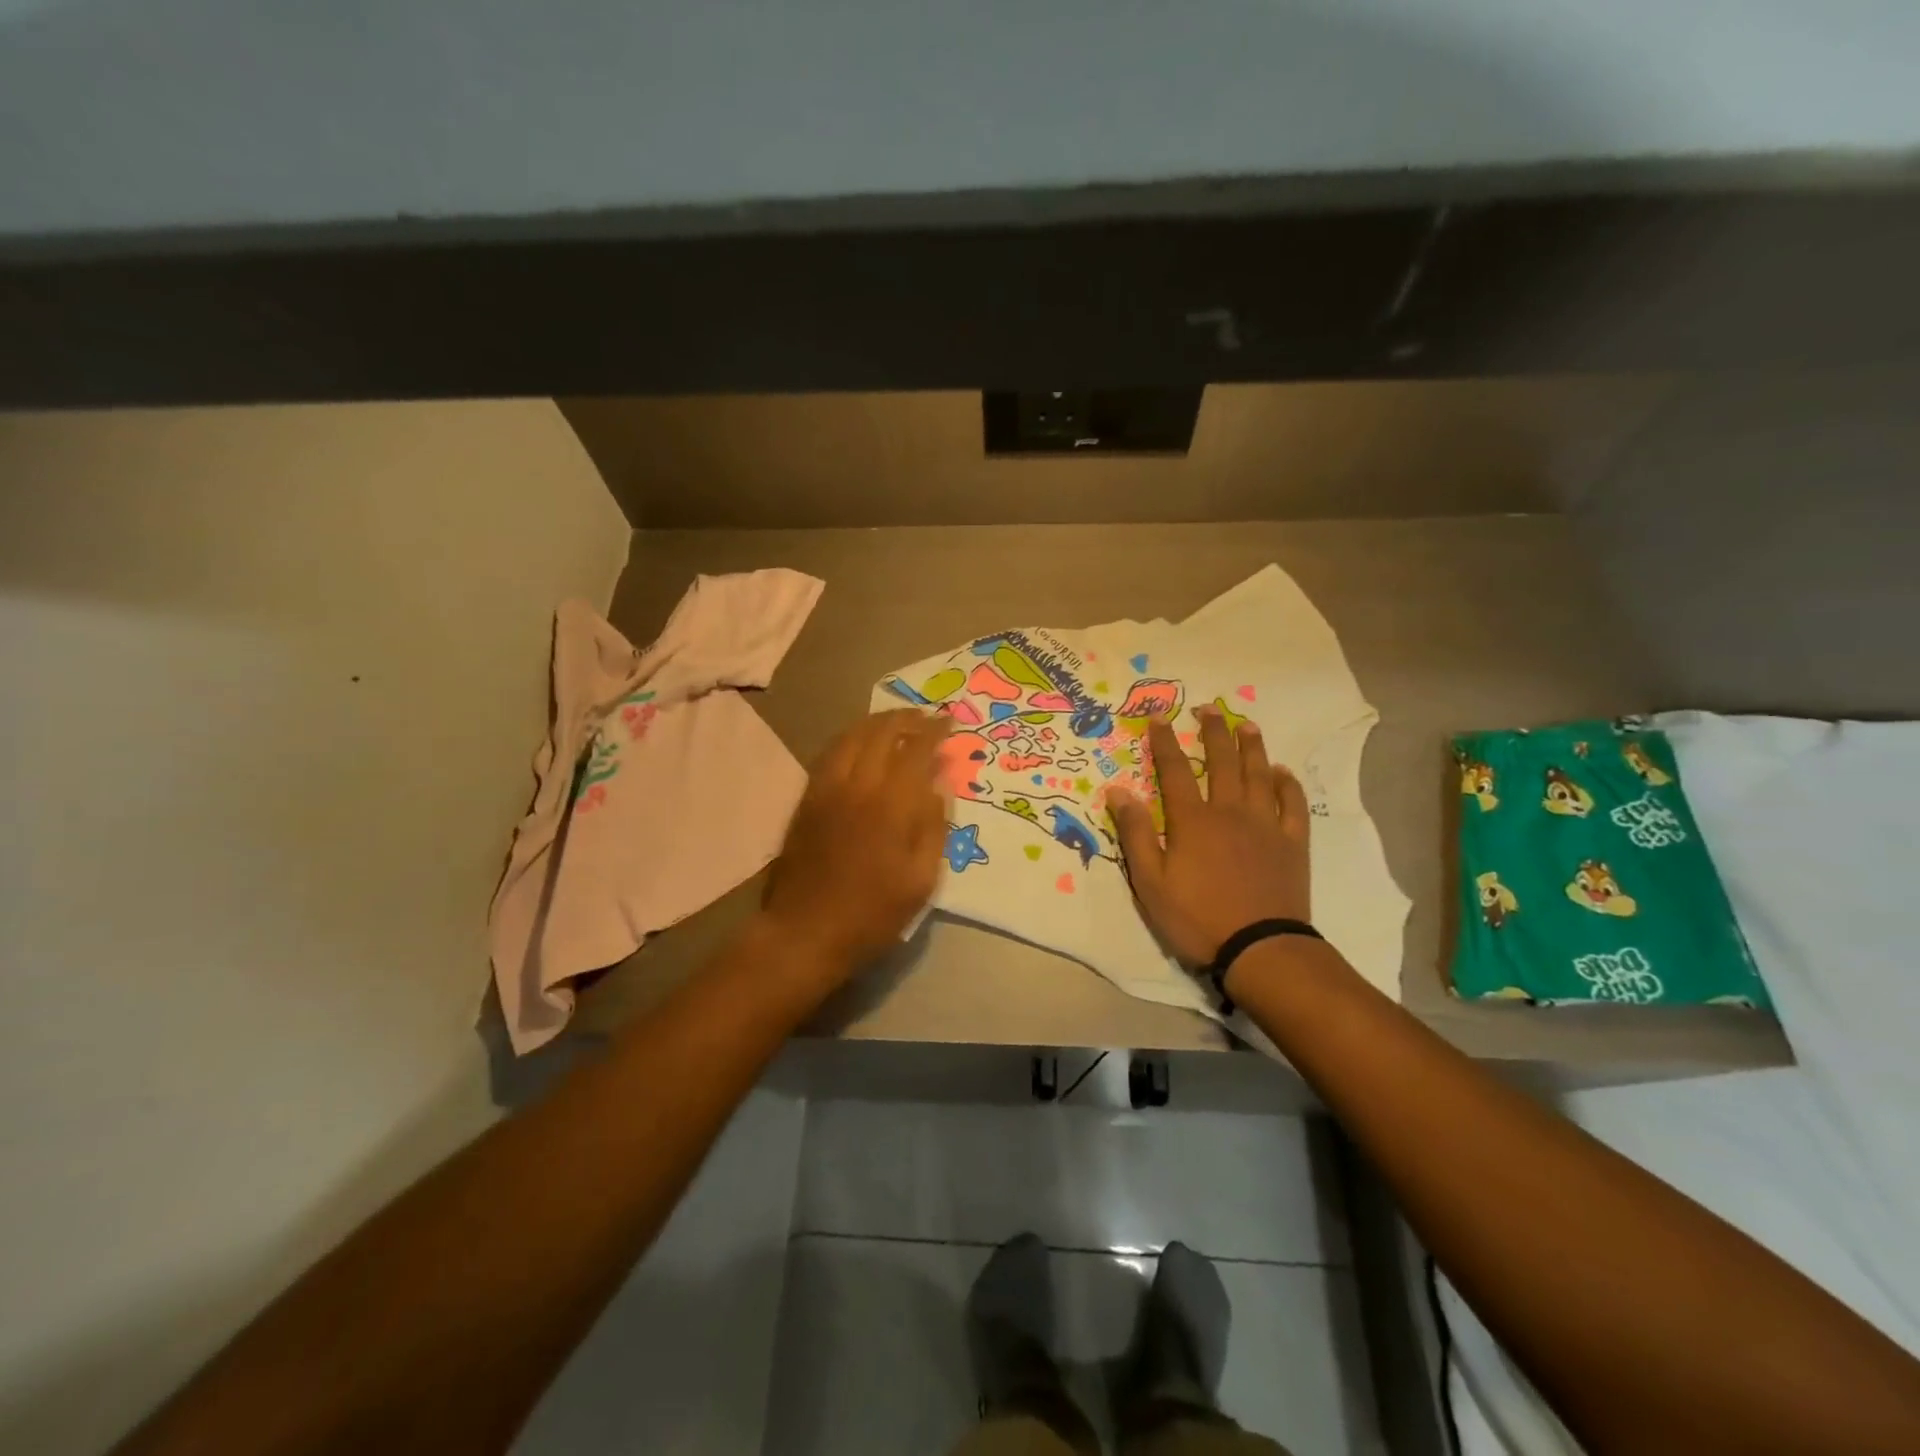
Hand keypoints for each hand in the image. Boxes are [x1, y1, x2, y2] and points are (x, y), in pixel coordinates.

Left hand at [762, 709, 949, 978]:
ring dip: (876, 722)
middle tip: (925, 718)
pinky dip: (849, 737)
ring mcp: (827, 789)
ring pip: (851, 736)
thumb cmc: (872, 914)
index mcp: (891, 806)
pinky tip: (859, 742)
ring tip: (895, 722)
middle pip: (881, 732)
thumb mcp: (921, 881)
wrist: (805, 932)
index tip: (949, 723)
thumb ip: (933, 828)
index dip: (934, 731)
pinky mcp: (807, 798)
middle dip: (906, 718)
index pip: (915, 750)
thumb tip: (938, 787)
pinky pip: (829, 753)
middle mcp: (857, 786)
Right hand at [1109, 708, 1310, 965]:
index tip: (1159, 718)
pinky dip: (1287, 784)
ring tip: (1247, 726)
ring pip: (1259, 775)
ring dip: (1252, 748)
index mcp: (1193, 821)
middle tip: (1208, 709)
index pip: (1173, 771)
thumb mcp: (1150, 882)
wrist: (1260, 948)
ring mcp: (1266, 826)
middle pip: (1221, 762)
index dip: (1165, 742)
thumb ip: (1136, 834)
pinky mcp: (1292, 843)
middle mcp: (1230, 812)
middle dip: (1213, 732)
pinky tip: (1281, 773)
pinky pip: (1292, 804)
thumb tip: (1118, 791)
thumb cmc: (1197, 918)